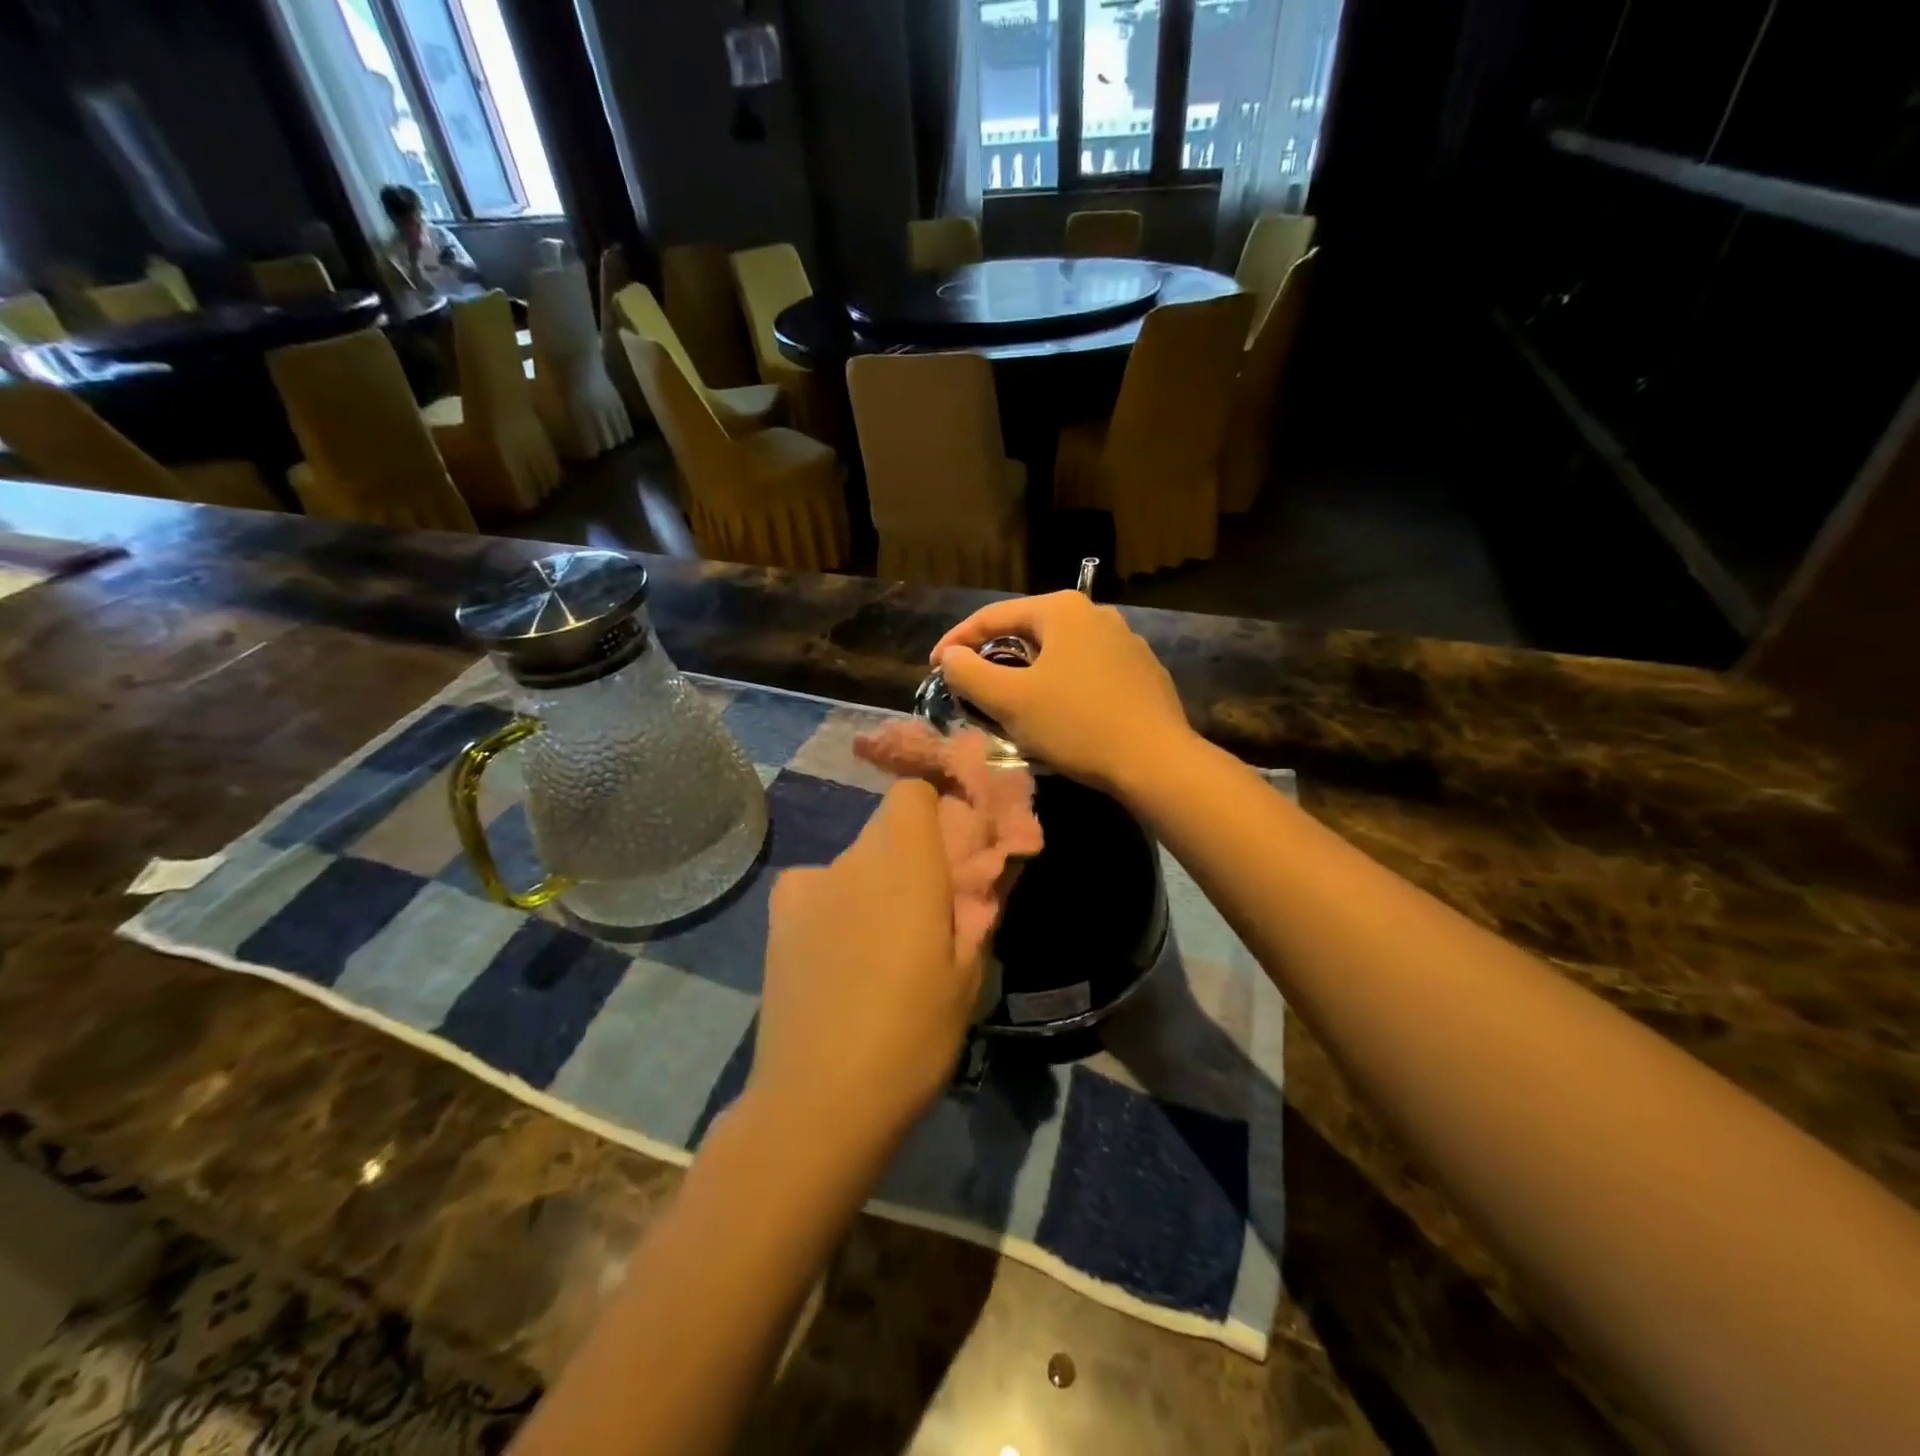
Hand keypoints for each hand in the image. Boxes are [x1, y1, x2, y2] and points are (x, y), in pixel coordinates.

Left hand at [751, 782, 978, 1155]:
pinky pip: (819, 887)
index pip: (912, 793)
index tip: (956, 846)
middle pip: (886, 826)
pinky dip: (836, 902)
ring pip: (855, 860)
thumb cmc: (912, 1036)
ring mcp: (807, 885)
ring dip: (875, 882)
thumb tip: (983, 870)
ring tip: (883, 945)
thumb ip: (976, 908)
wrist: (819, 1099)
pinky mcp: (778, 916)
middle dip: (912, 852)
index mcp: (905, 865)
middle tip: (930, 905)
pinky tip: (839, 954)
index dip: (937, 808)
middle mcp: (852, 859)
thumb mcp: (967, 975)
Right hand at [930, 591, 1190, 796]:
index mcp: (1062, 609)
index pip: (993, 616)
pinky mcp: (1142, 672)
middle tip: (971, 687)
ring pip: (1058, 654)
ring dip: (1027, 674)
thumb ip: (969, 673)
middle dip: (994, 658)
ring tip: (1010, 703)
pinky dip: (1061, 687)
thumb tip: (951, 656)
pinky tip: (1059, 714)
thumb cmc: (1076, 724)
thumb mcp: (1010, 700)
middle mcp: (1096, 614)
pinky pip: (1086, 672)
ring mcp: (1125, 642)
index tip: (934, 668)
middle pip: (1027, 632)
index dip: (956, 641)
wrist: (1156, 761)